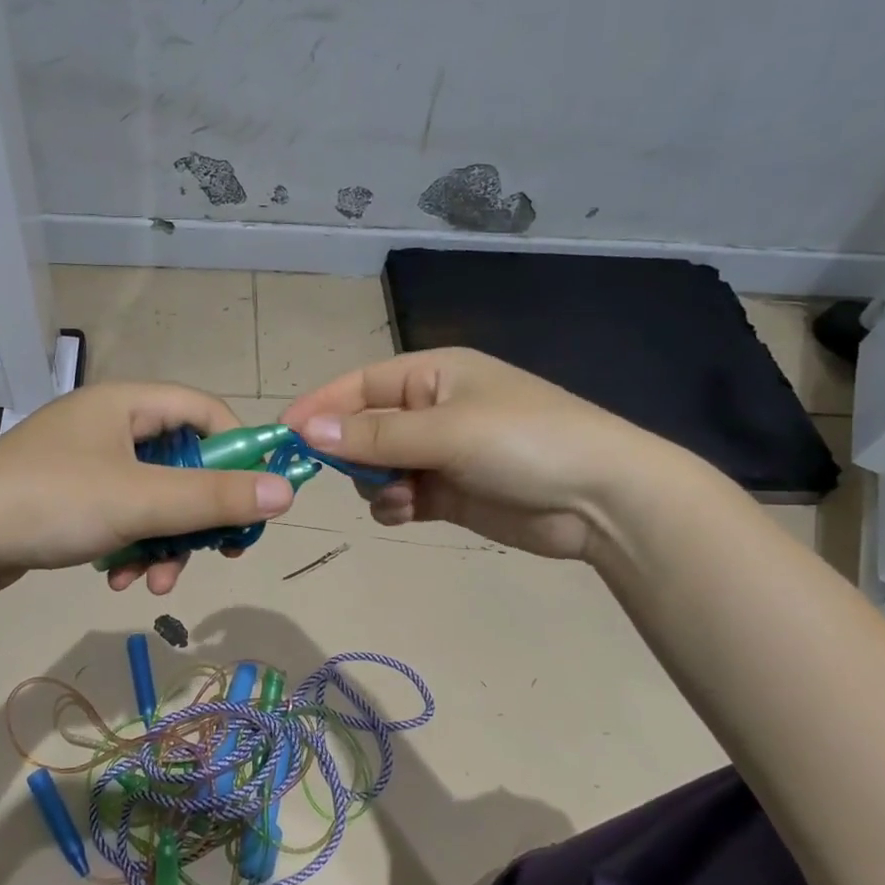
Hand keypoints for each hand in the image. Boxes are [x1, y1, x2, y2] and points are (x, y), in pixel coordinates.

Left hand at [0, 382, 294, 593]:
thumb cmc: (54, 503)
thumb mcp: (142, 501)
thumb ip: (215, 497)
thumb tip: (286, 492)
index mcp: (128, 403)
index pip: (207, 411)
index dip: (239, 451)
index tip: (254, 499)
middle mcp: (110, 424)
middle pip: (183, 462)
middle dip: (198, 515)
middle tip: (217, 553)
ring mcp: (87, 461)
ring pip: (154, 497)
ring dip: (164, 541)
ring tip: (154, 581)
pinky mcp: (69, 495)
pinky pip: (122, 514)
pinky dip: (132, 544)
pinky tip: (121, 579)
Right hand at [280, 348, 677, 562]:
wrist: (601, 500)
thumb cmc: (524, 442)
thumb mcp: (445, 431)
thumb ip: (375, 433)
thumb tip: (307, 428)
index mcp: (432, 374)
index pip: (360, 385)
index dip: (321, 407)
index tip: (283, 434)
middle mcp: (432, 409)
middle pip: (364, 427)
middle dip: (351, 452)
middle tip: (344, 475)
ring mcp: (441, 452)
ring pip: (378, 466)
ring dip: (375, 483)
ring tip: (397, 496)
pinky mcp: (449, 492)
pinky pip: (400, 494)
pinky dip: (394, 504)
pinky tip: (408, 510)